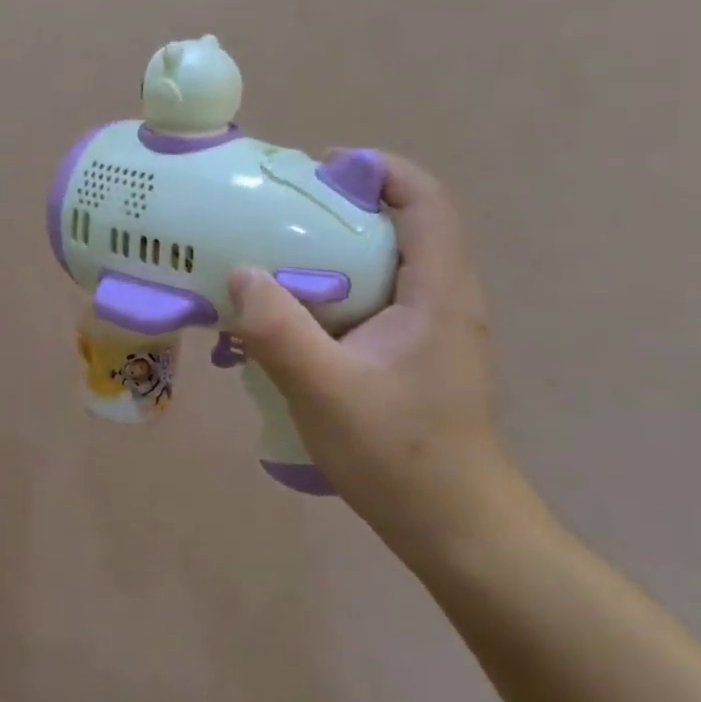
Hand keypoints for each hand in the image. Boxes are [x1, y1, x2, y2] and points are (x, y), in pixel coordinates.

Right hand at [229, 154, 547, 573]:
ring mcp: (433, 331)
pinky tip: (292, 322)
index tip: (321, 169)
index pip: (427, 201)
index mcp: (438, 294)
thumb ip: (278, 330)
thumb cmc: (401, 457)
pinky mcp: (416, 357)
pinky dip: (334, 293)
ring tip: (275, 263)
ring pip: (385, 266)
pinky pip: (375, 302)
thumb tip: (241, 273)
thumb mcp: (326, 391)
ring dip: (333, 254)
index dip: (380, 170)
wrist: (459, 532)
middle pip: (402, 226)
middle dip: (343, 209)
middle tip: (280, 215)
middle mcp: (444, 301)